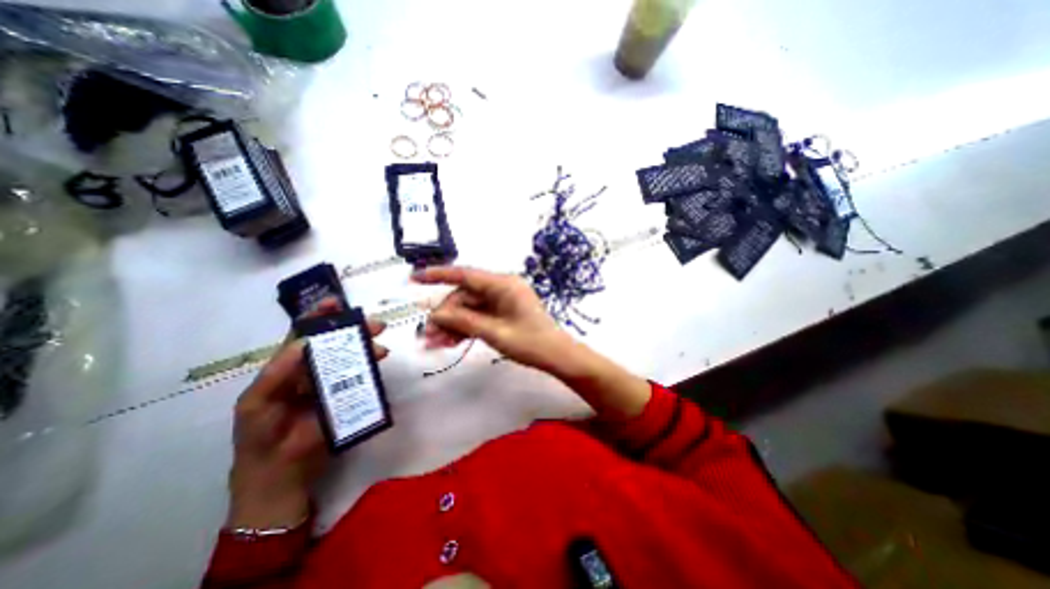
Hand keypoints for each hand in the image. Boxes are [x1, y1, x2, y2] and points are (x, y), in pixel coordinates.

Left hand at [230, 298, 388, 528]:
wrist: (279, 481)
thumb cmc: (261, 442)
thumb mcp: (258, 405)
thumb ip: (279, 373)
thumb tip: (306, 342)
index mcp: (284, 371)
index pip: (302, 336)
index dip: (318, 317)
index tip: (337, 302)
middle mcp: (310, 373)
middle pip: (333, 344)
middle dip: (353, 330)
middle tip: (375, 325)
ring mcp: (329, 386)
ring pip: (349, 359)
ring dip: (366, 349)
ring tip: (381, 348)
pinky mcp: (345, 399)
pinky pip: (359, 378)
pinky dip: (370, 368)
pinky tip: (379, 364)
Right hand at [413, 265, 578, 371]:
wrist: (556, 355)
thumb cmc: (530, 343)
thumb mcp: (494, 332)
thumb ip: (464, 321)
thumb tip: (435, 315)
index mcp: (503, 284)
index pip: (465, 275)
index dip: (439, 275)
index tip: (415, 278)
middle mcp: (501, 287)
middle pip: (465, 296)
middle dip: (446, 315)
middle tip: (428, 336)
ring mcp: (502, 300)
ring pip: (469, 308)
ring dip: (453, 324)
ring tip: (436, 344)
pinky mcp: (503, 312)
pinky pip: (479, 316)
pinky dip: (466, 327)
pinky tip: (451, 342)